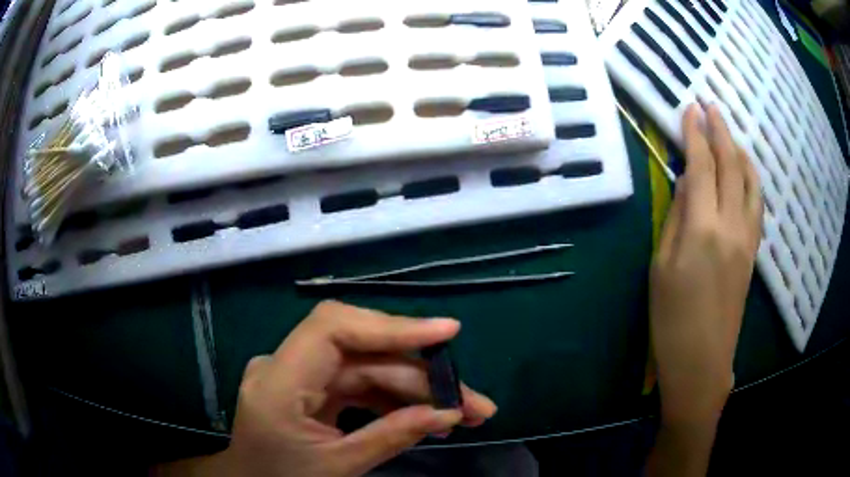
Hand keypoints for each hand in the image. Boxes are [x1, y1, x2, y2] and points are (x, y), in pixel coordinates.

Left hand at [157, 301, 495, 476]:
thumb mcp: (338, 467)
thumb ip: (392, 437)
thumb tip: (449, 413)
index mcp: (278, 383)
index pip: (333, 328)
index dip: (390, 324)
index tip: (447, 332)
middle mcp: (286, 366)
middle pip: (364, 353)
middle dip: (423, 377)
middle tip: (474, 402)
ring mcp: (299, 374)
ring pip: (368, 368)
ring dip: (417, 389)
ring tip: (463, 413)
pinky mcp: (312, 386)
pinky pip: (359, 383)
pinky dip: (395, 399)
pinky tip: (428, 417)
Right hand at [650, 103, 762, 424]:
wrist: (702, 362)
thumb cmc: (671, 320)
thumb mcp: (662, 267)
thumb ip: (676, 217)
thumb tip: (686, 181)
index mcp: (703, 229)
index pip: (702, 166)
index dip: (695, 134)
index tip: (689, 108)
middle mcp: (732, 225)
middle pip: (730, 165)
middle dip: (720, 130)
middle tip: (709, 105)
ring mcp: (748, 238)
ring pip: (750, 181)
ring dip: (739, 150)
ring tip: (729, 133)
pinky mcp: (753, 251)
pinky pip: (756, 203)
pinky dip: (750, 177)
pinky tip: (744, 171)